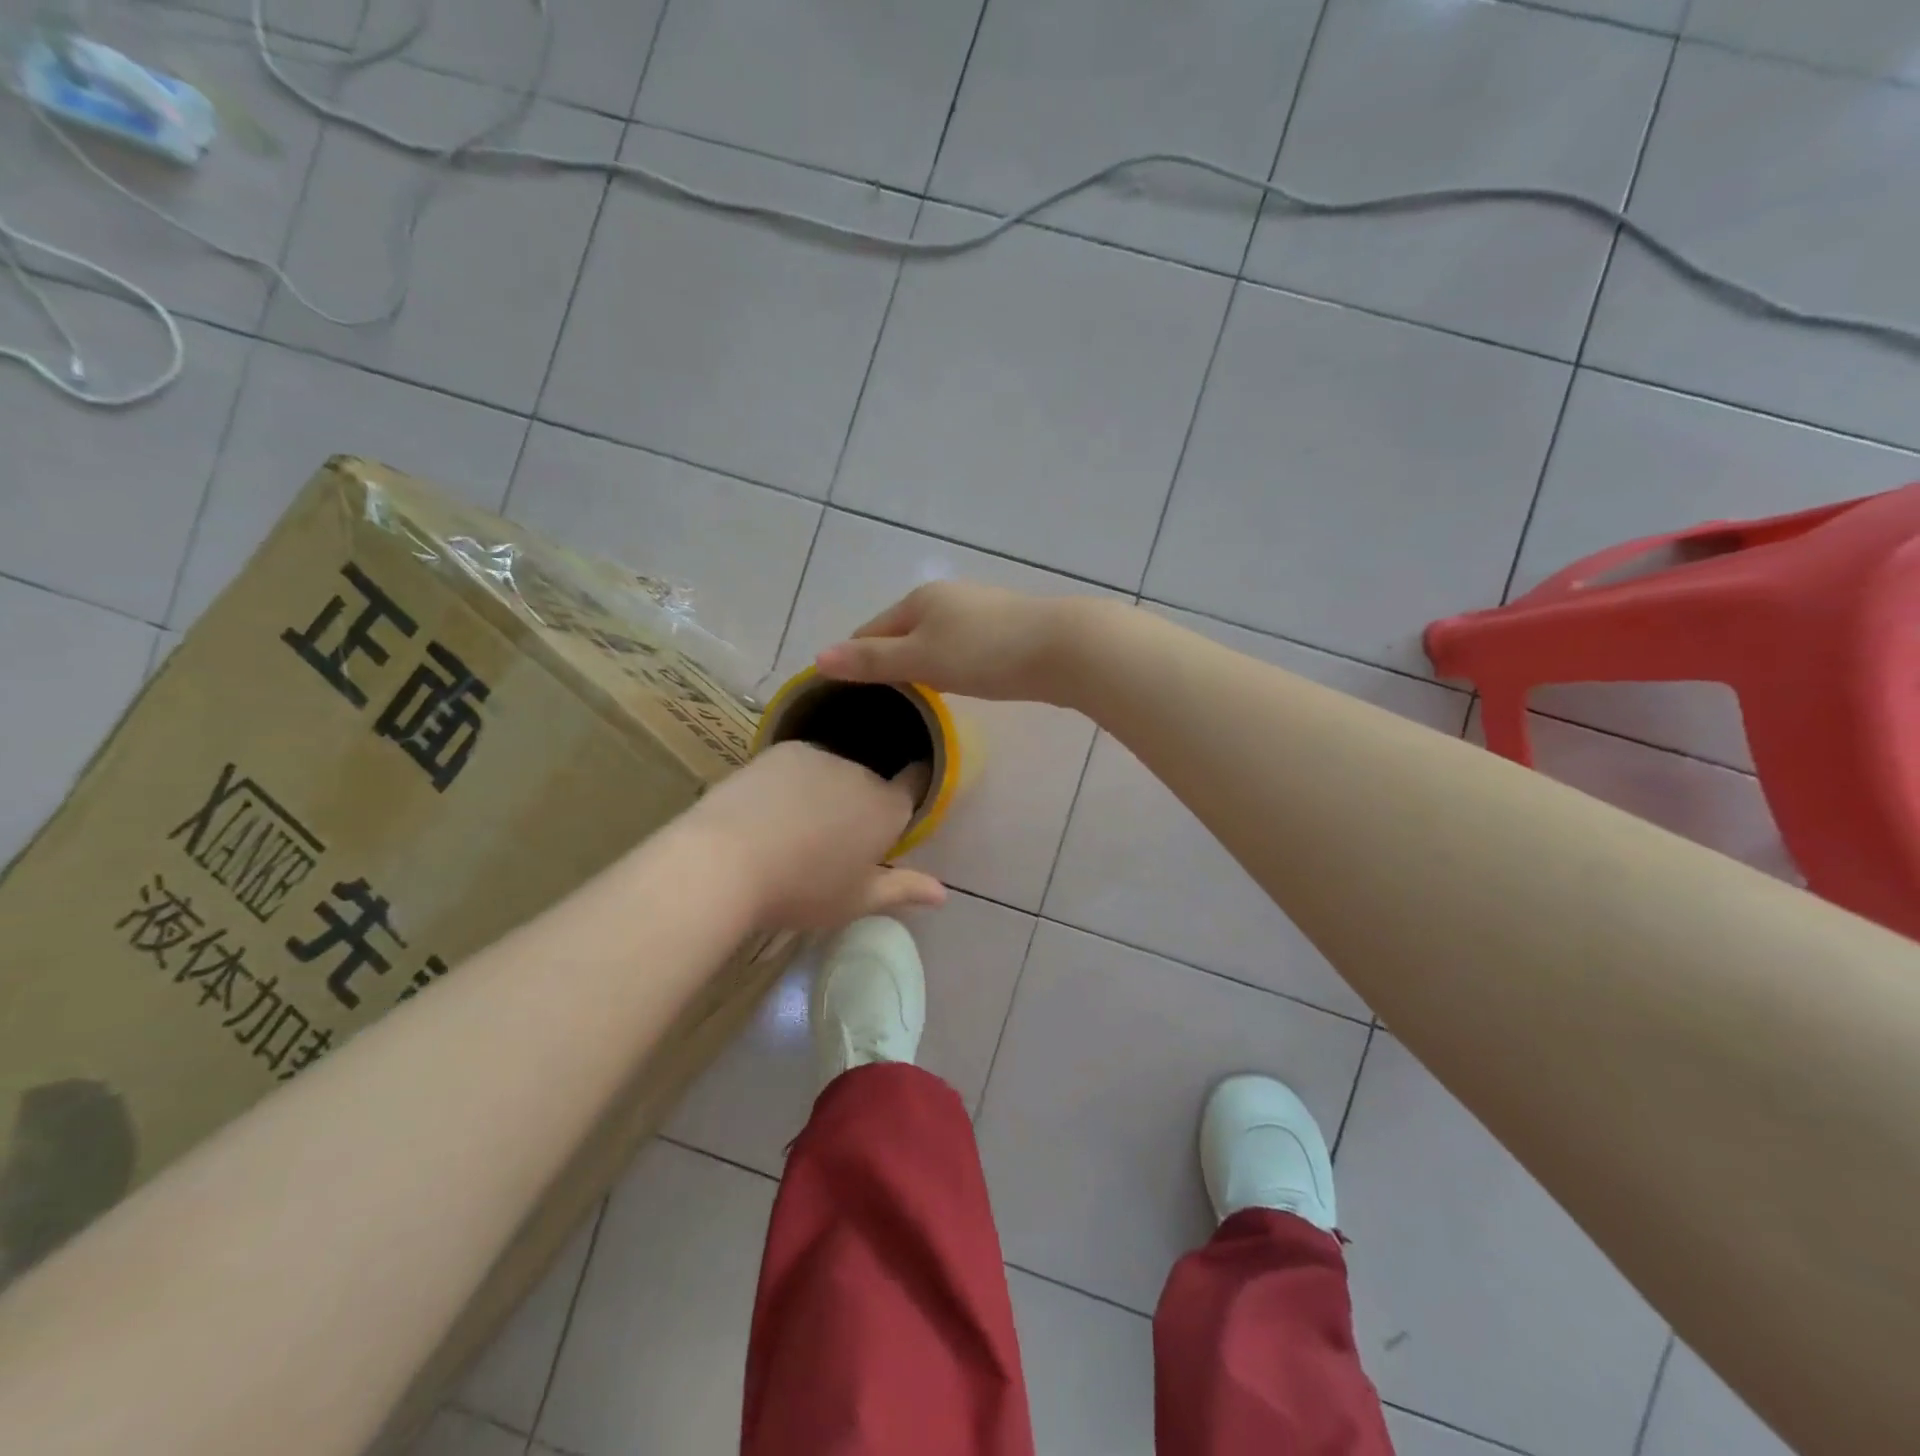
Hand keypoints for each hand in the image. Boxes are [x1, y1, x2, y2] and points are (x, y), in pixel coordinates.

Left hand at [685, 741, 945, 929]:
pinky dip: (793, 781)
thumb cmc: (801, 890)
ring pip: (834, 772)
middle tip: (832, 840)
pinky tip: (768, 809)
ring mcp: (821, 755)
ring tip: (793, 828)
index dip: (912, 787)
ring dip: (825, 791)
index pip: (916, 782)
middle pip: (870, 782)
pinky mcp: (784, 749)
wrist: (725, 861)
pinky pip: (801, 764)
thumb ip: (902, 890)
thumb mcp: (856, 901)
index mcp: (888, 809)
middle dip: (859, 803)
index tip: (899, 805)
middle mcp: (862, 773)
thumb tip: (943, 893)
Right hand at [813, 581, 1102, 703]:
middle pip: (903, 634)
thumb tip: (819, 658)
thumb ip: (872, 661)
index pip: (870, 631)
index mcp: (919, 599)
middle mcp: (947, 598)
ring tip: (920, 700)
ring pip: (935, 642)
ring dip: (924, 667)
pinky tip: (961, 687)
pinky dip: (953, 667)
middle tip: (885, 705)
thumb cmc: (985, 653)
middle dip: (891, 664)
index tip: (851, 697)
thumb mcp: (921, 659)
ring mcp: (978, 612)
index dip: (857, 661)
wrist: (1063, 648)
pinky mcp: (1005, 630)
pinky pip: (963, 649)